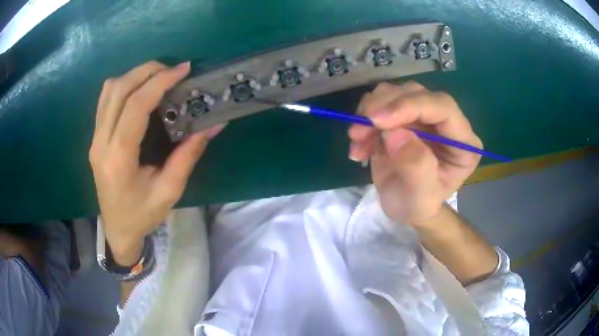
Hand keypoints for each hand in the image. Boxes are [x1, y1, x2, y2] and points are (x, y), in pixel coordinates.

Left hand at [89, 61, 224, 259]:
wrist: (117, 228)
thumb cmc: (143, 215)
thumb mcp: (170, 191)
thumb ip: (189, 155)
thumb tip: (214, 124)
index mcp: (119, 158)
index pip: (135, 106)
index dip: (160, 82)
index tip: (183, 70)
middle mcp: (101, 142)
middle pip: (119, 89)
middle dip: (147, 71)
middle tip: (173, 70)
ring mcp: (95, 138)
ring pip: (109, 90)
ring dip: (134, 75)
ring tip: (158, 78)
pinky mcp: (95, 137)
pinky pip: (105, 99)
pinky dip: (124, 85)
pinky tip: (140, 91)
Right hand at [348, 82, 481, 223]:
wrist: (404, 205)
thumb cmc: (417, 205)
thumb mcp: (420, 197)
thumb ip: (417, 167)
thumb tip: (396, 132)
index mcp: (464, 143)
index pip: (443, 108)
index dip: (411, 106)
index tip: (377, 120)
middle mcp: (447, 122)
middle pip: (416, 94)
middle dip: (383, 108)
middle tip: (357, 132)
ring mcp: (425, 115)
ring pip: (396, 92)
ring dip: (370, 112)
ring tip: (358, 140)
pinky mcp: (405, 114)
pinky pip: (381, 101)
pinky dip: (364, 117)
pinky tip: (360, 142)